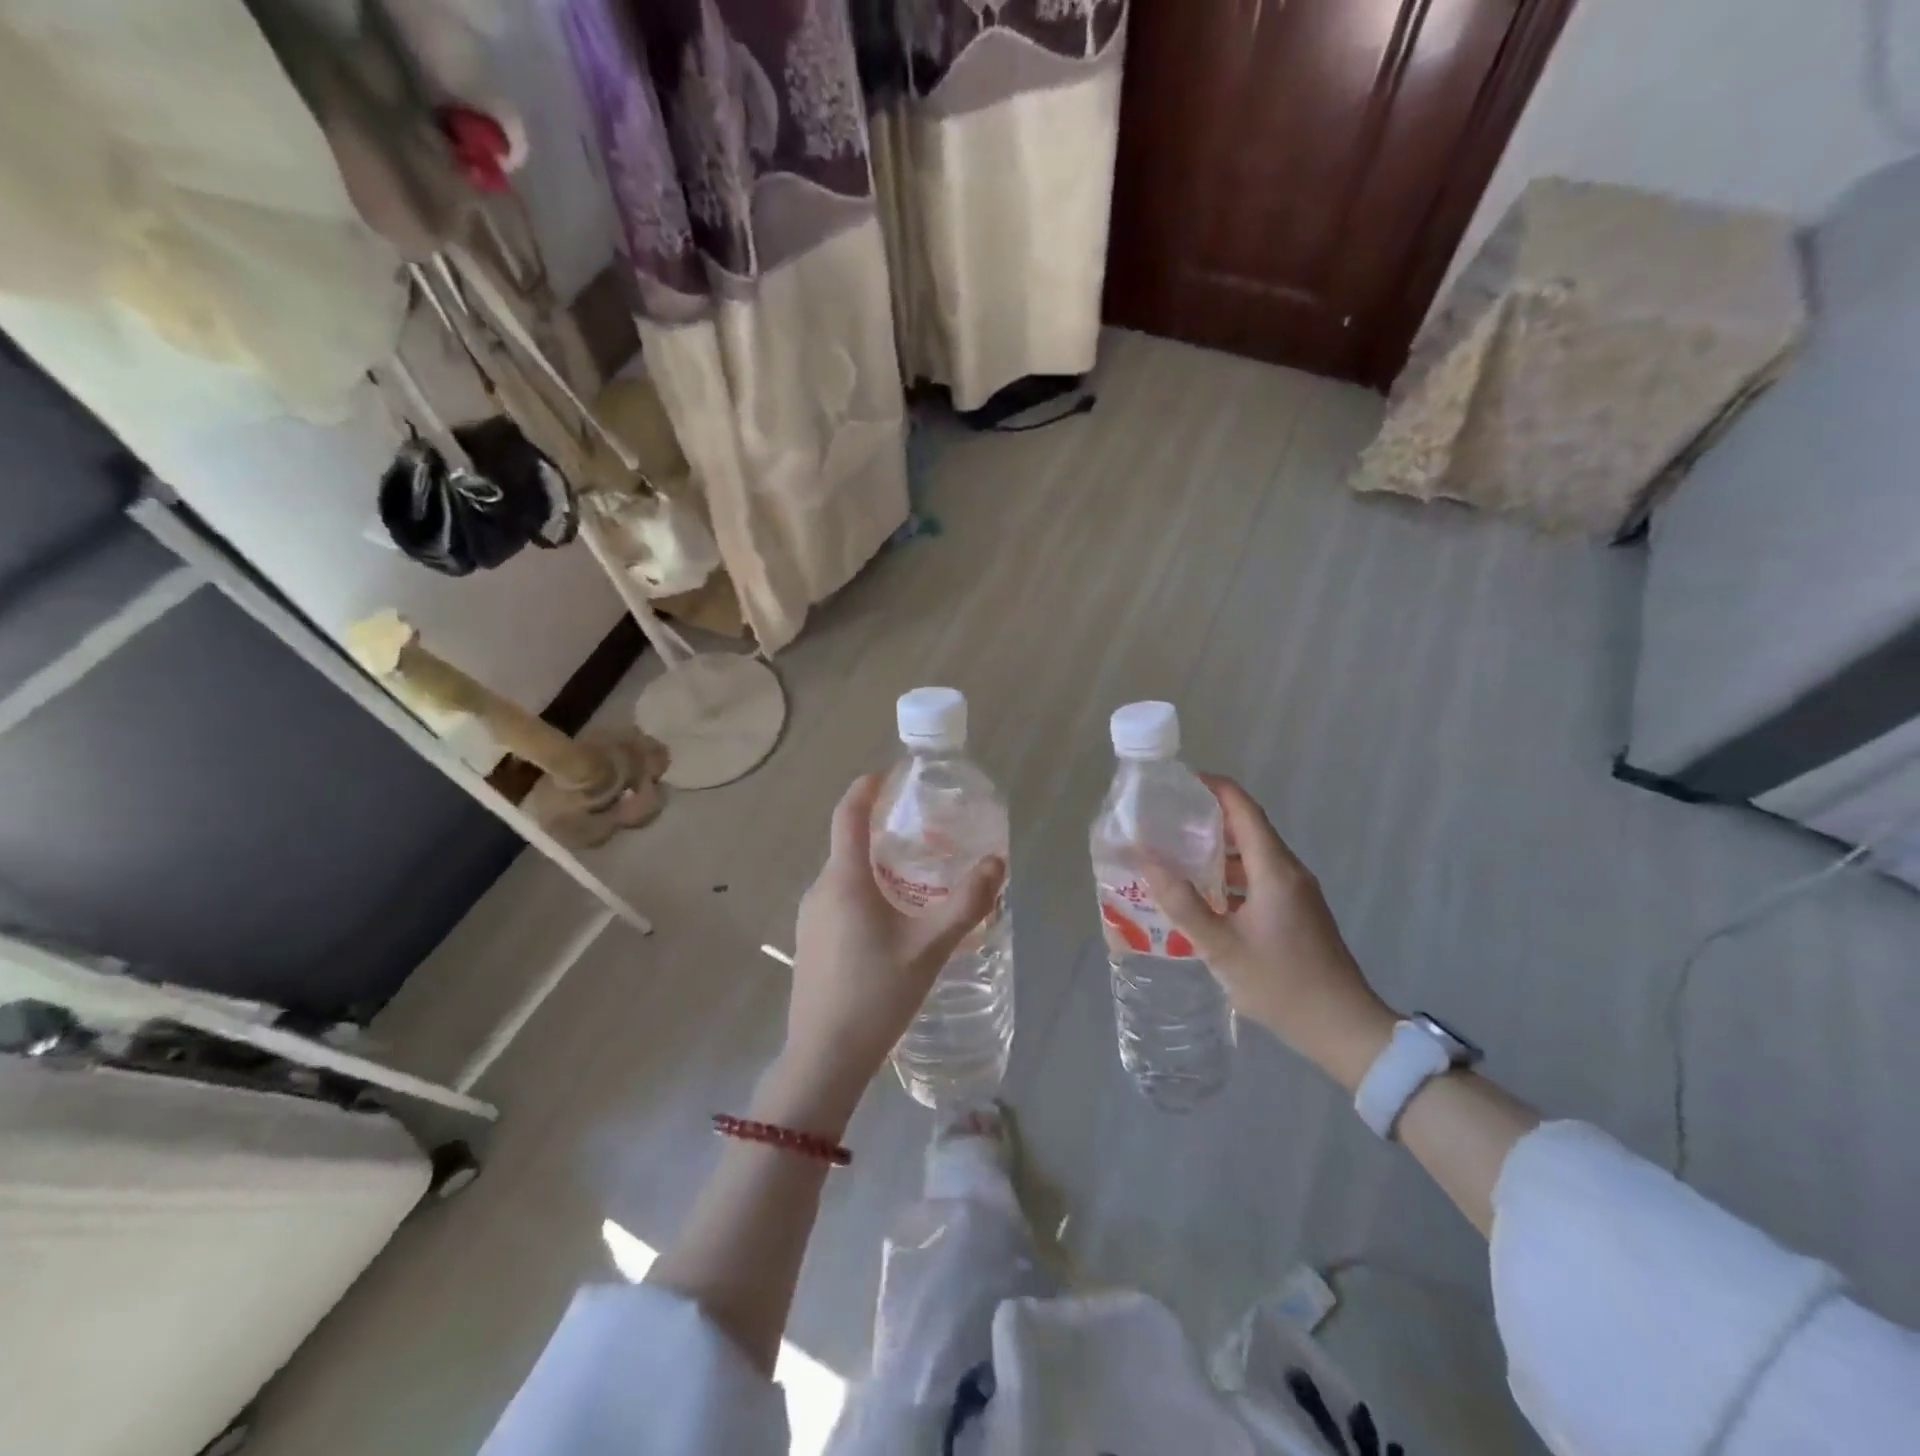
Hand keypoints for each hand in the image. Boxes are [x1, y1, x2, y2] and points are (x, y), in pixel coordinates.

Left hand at [781, 774, 1004, 1114]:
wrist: (823, 1058)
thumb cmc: (876, 994)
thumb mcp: (929, 947)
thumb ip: (965, 904)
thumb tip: (997, 863)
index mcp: (844, 880)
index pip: (848, 816)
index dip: (865, 789)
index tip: (888, 773)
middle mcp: (820, 890)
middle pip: (847, 844)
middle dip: (879, 829)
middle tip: (920, 829)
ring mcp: (809, 918)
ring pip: (843, 875)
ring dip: (873, 864)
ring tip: (913, 874)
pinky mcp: (809, 942)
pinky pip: (837, 899)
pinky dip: (863, 891)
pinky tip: (891, 918)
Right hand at [1144, 776, 1396, 1090]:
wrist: (1342, 1027)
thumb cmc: (1280, 984)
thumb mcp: (1221, 947)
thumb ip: (1182, 903)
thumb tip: (1146, 860)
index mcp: (1274, 870)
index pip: (1244, 809)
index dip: (1214, 788)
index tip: (1179, 781)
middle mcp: (1288, 871)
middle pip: (1249, 827)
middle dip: (1208, 817)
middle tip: (1166, 819)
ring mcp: (1296, 892)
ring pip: (1253, 854)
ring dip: (1218, 849)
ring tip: (1175, 852)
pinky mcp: (1297, 911)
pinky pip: (1259, 876)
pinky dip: (1230, 874)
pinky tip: (1203, 892)